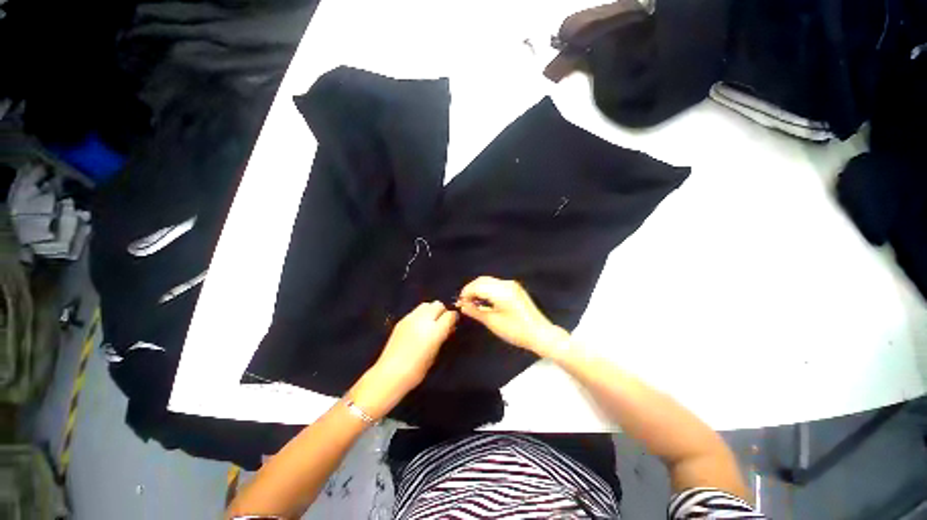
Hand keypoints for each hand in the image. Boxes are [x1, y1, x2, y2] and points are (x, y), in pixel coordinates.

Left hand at [350, 301, 457, 418]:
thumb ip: (442, 336)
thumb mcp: (435, 354)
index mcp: (434, 331)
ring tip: (429, 323)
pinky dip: (420, 315)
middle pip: (438, 304)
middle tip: (441, 323)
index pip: (450, 315)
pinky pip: (415, 311)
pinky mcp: (401, 320)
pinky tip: (417, 327)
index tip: (452, 325)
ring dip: (431, 311)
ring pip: (426, 305)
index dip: (453, 318)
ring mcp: (411, 318)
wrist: (390, 374)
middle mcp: (423, 320)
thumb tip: (449, 327)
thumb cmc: (416, 370)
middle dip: (442, 311)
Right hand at [456, 276, 569, 357]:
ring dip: (479, 289)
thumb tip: (462, 305)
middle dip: (471, 289)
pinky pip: (496, 284)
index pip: (477, 286)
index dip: (466, 293)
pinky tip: (484, 301)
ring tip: (473, 303)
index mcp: (501, 291)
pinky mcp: (515, 289)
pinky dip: (487, 290)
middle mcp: (506, 284)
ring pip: (489, 281)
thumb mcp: (493, 322)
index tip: (460, 303)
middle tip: (465, 303)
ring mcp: (512, 285)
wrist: (540, 333)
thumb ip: (475, 311)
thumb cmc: (516, 331)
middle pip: (482, 280)